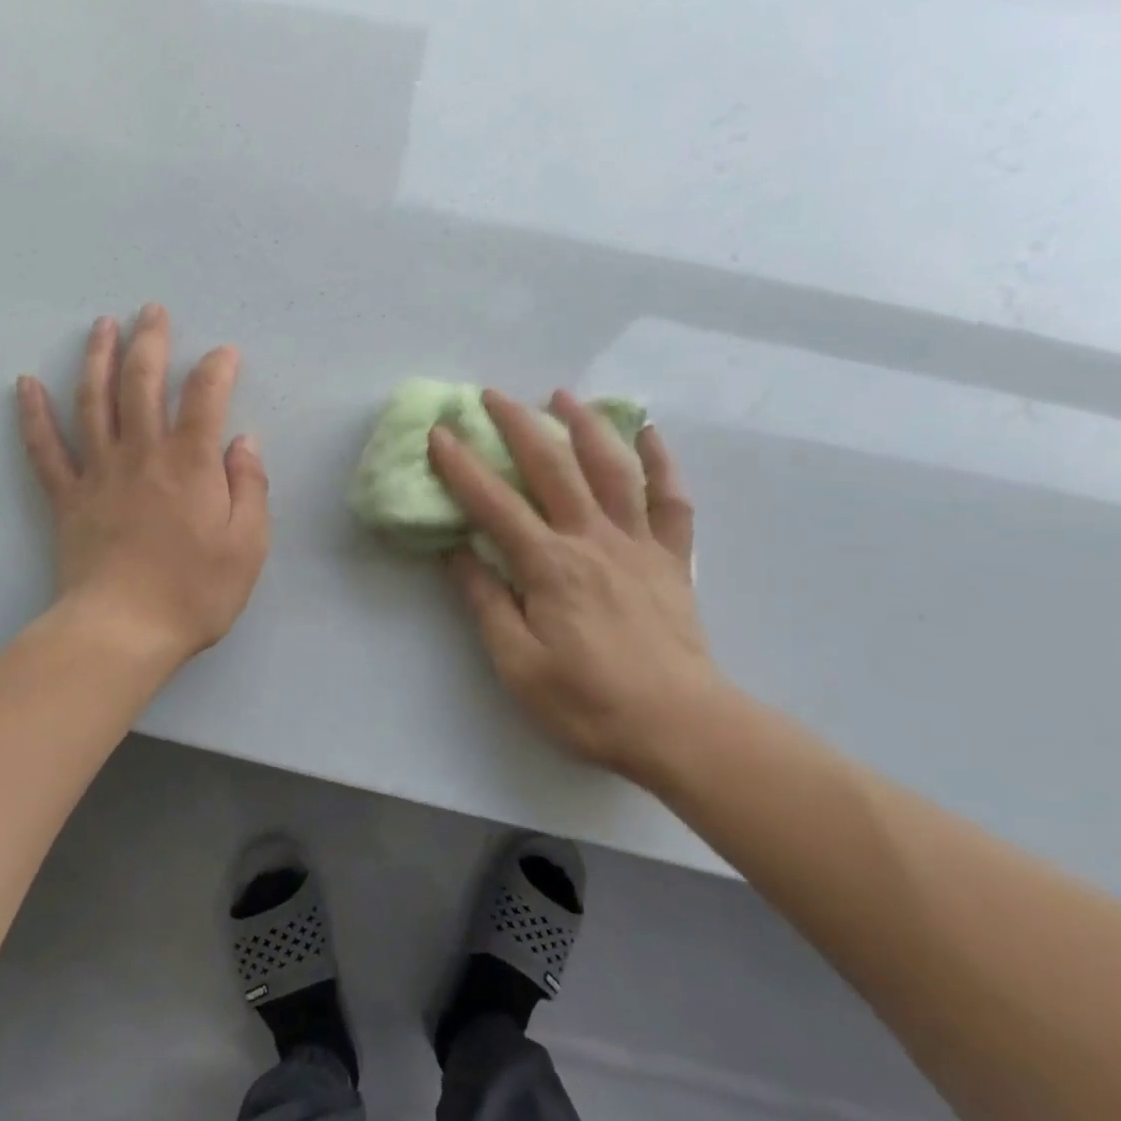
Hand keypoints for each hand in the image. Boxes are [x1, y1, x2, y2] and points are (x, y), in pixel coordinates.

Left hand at [16, 305, 269, 664]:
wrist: (124, 630)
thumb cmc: (195, 592)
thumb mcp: (248, 545)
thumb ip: (250, 487)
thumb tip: (243, 442)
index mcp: (190, 463)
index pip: (204, 397)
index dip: (216, 368)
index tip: (224, 354)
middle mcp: (142, 454)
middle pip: (141, 383)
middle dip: (150, 341)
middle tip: (152, 311)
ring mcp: (99, 472)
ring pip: (93, 401)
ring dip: (97, 358)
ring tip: (101, 325)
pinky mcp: (67, 498)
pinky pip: (45, 449)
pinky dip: (33, 415)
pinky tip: (25, 384)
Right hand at [429, 391, 726, 783]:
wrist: (680, 726)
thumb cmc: (589, 702)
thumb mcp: (518, 664)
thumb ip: (486, 602)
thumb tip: (457, 553)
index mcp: (549, 566)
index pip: (494, 504)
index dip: (462, 466)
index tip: (439, 433)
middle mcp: (592, 539)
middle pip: (552, 467)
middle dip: (518, 425)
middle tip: (493, 394)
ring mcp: (638, 544)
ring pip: (612, 469)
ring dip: (586, 426)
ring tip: (564, 396)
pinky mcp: (672, 558)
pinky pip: (671, 500)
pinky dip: (662, 463)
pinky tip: (650, 435)